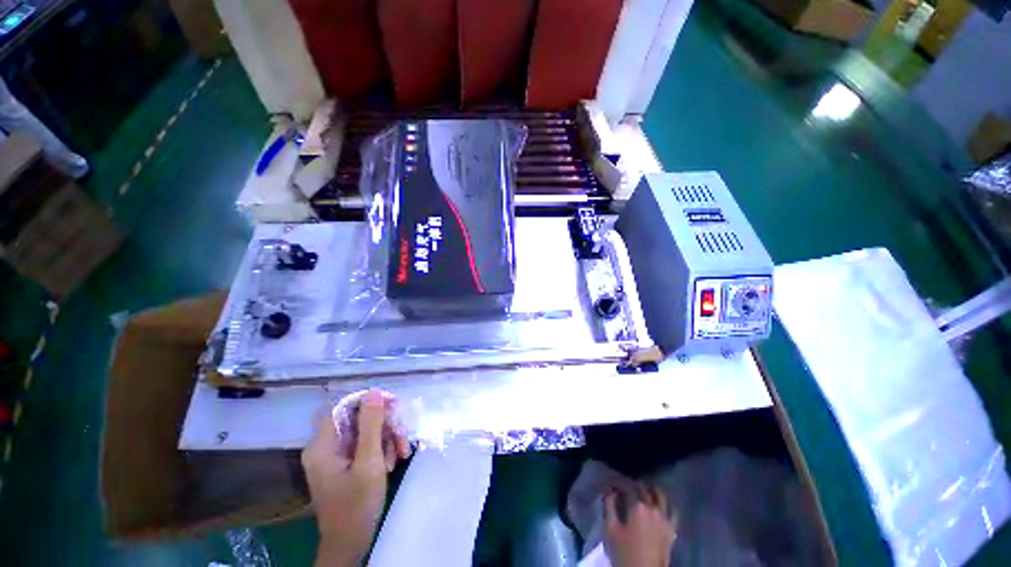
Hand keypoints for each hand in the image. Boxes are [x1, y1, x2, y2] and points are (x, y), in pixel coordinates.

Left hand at [302, 390, 410, 566]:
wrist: (350, 543)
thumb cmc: (357, 504)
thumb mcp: (369, 462)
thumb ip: (371, 425)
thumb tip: (374, 392)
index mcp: (323, 445)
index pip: (344, 406)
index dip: (369, 401)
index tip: (393, 405)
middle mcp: (326, 446)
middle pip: (358, 419)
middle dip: (384, 425)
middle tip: (403, 437)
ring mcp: (335, 456)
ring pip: (366, 431)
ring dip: (387, 439)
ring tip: (401, 454)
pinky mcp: (345, 464)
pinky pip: (366, 445)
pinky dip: (382, 450)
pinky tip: (393, 462)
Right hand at [603, 484, 676, 566]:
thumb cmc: (624, 552)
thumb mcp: (610, 529)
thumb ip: (609, 507)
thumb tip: (610, 492)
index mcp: (637, 506)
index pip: (627, 485)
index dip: (618, 483)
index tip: (611, 485)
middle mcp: (653, 508)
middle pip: (644, 488)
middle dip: (633, 485)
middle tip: (624, 488)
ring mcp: (665, 518)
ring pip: (660, 495)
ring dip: (650, 490)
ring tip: (643, 491)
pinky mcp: (672, 529)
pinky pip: (672, 510)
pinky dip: (665, 503)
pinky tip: (659, 505)